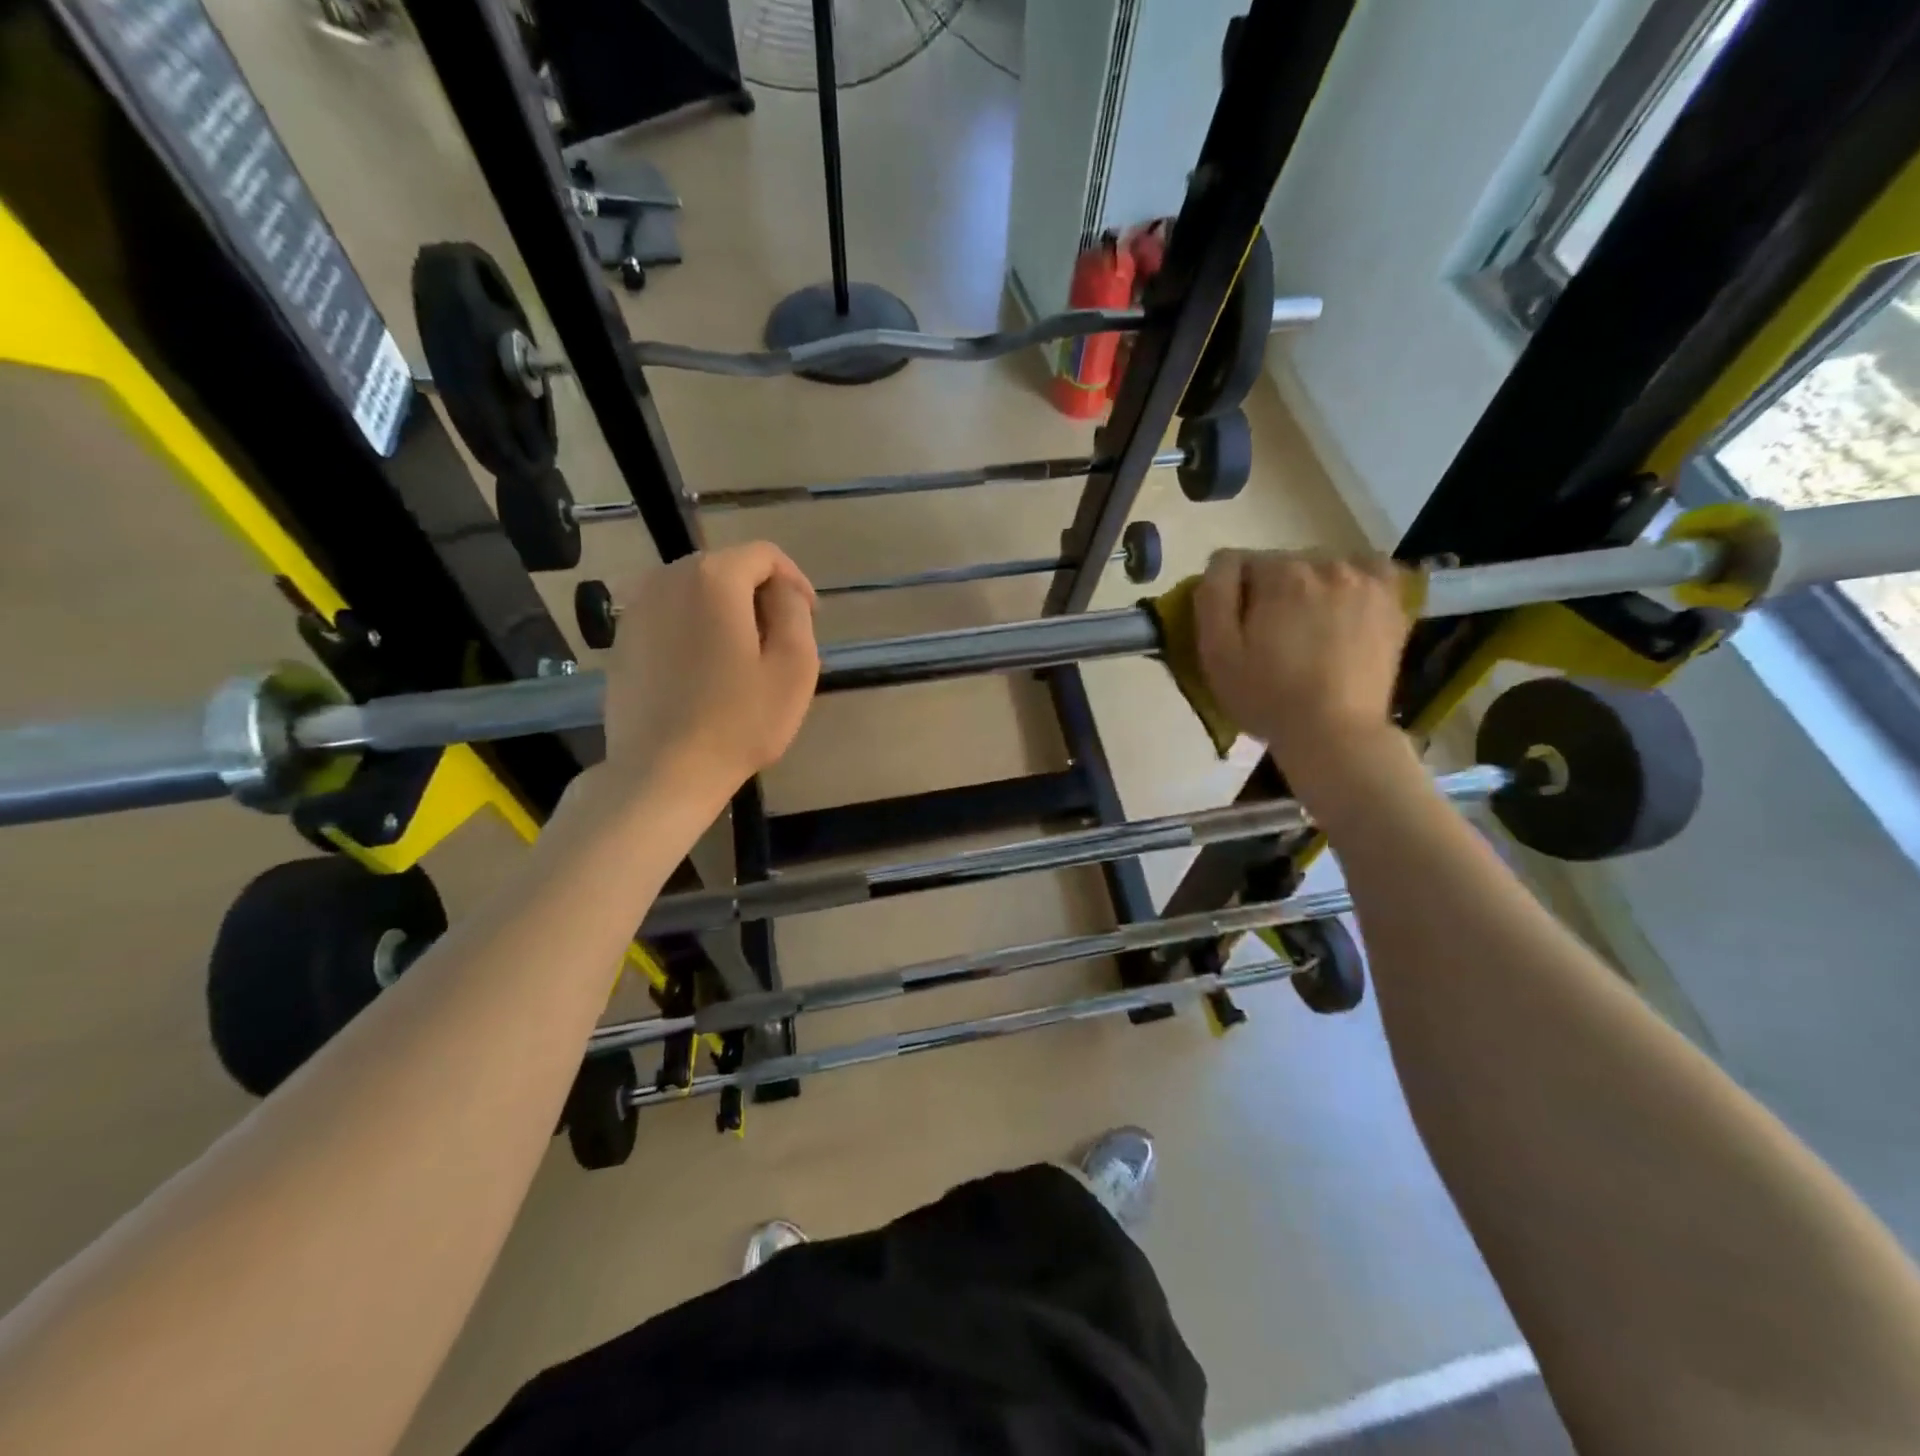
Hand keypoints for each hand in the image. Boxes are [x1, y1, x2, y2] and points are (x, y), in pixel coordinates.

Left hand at [597, 543, 819, 804]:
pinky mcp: (622, 640)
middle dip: (759, 596)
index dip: (794, 580)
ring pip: (696, 592)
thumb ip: (795, 610)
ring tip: (744, 658)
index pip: (764, 555)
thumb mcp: (794, 665)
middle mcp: (667, 578)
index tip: (809, 617)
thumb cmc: (740, 721)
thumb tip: (783, 589)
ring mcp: (637, 608)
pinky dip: (694, 629)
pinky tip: (706, 673)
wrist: (663, 771)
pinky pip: (670, 617)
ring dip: (726, 613)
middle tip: (779, 642)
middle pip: (727, 569)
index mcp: (713, 578)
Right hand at [1195, 549, 1411, 793]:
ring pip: (1322, 567)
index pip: (1240, 563)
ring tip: (1309, 630)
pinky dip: (1354, 581)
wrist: (1335, 734)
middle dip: (1271, 591)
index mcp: (1280, 573)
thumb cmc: (1267, 696)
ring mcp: (1366, 580)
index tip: (1237, 630)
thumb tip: (1220, 563)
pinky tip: (1346, 605)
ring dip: (1309, 589)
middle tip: (1271, 637)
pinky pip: (1370, 570)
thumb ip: (1212, 596)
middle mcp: (1325, 563)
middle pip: (1283, 564)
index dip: (1232, 596)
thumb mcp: (1216, 652)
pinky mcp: (1393, 601)